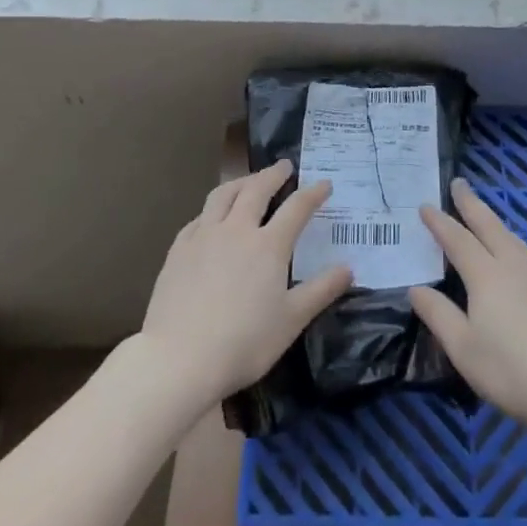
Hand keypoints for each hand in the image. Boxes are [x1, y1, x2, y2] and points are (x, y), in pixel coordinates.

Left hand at [139, 161, 352, 407]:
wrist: (179, 359)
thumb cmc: (244, 342)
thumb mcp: (292, 320)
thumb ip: (322, 290)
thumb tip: (348, 268)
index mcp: (269, 245)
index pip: (297, 208)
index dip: (313, 193)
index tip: (324, 183)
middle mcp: (237, 230)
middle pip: (257, 189)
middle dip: (273, 174)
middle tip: (284, 166)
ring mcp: (203, 237)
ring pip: (223, 195)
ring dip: (241, 182)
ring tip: (249, 180)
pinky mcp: (178, 251)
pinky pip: (198, 218)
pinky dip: (212, 210)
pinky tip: (211, 217)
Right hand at [409, 179, 526, 436]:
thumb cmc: (511, 370)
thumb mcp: (463, 348)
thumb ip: (438, 315)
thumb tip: (415, 288)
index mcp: (486, 274)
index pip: (457, 239)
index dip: (439, 222)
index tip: (425, 205)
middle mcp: (513, 264)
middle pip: (488, 225)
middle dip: (471, 203)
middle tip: (458, 183)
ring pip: (511, 237)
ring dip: (492, 222)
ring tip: (482, 216)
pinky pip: (525, 252)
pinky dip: (510, 241)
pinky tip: (513, 254)